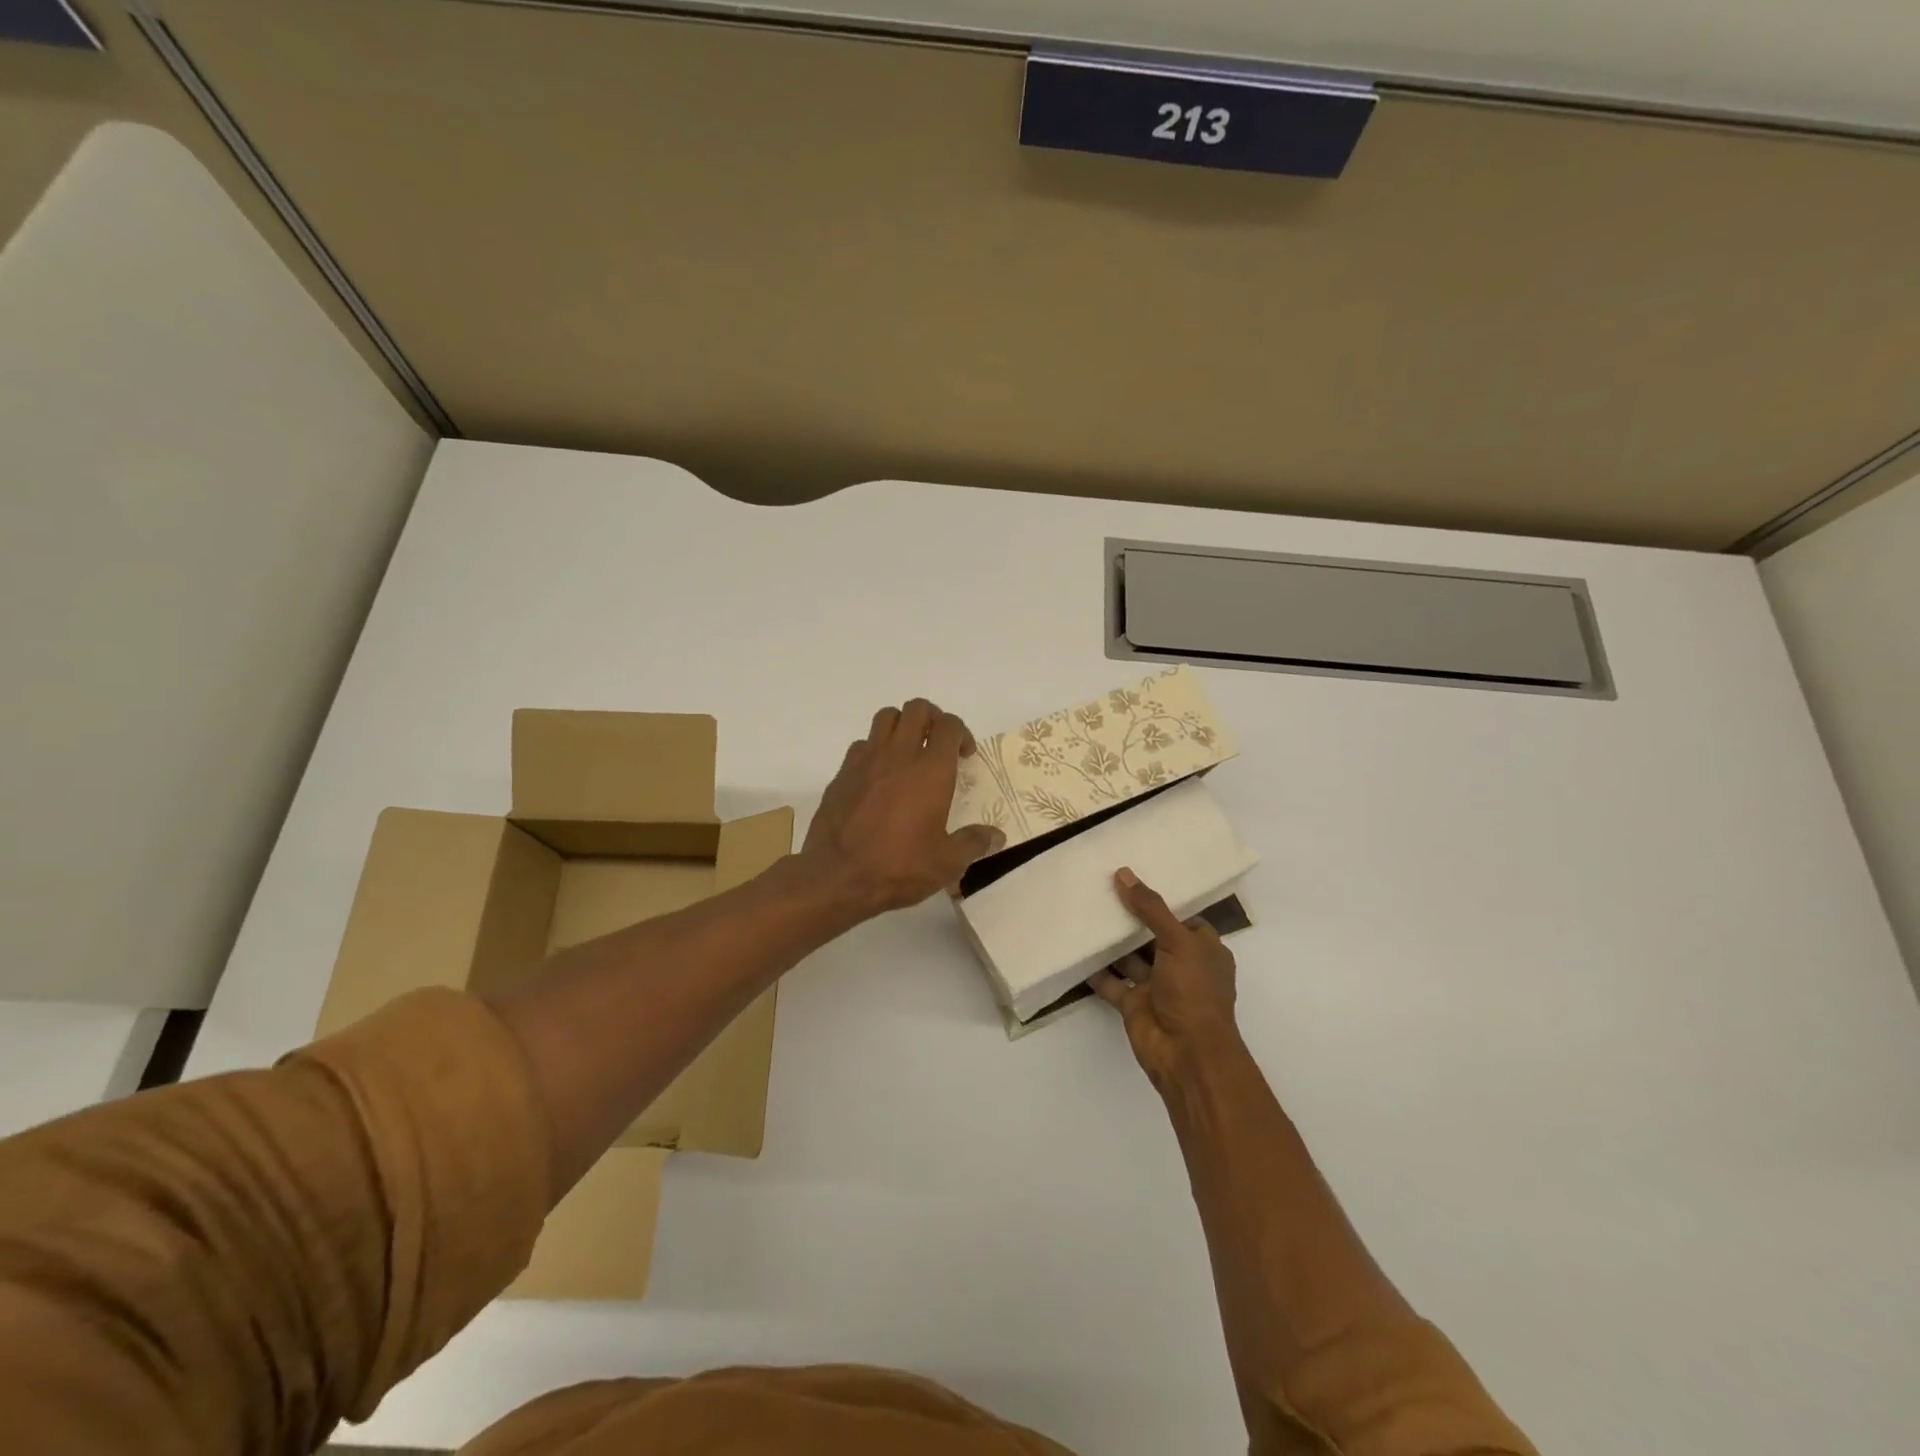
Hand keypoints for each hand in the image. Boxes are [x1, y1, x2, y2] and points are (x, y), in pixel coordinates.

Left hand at [800, 698, 1005, 917]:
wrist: (837, 876)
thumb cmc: (899, 867)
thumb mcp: (946, 863)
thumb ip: (973, 843)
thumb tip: (996, 836)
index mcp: (931, 770)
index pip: (949, 725)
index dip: (961, 733)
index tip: (964, 756)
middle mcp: (899, 754)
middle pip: (917, 708)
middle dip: (933, 718)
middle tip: (938, 744)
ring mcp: (866, 760)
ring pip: (886, 717)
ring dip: (902, 725)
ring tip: (909, 752)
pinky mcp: (842, 773)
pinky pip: (863, 744)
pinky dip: (875, 749)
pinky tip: (879, 777)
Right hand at [1088, 867, 1240, 1088]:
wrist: (1187, 1054)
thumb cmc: (1194, 991)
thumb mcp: (1178, 941)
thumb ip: (1150, 908)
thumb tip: (1124, 874)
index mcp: (1204, 950)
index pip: (1183, 918)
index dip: (1162, 900)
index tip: (1135, 879)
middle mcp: (1182, 966)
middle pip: (1153, 935)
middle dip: (1131, 918)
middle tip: (1102, 889)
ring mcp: (1157, 987)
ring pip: (1131, 958)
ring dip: (1112, 942)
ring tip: (1086, 912)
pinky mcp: (1135, 1005)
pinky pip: (1112, 983)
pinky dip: (1097, 971)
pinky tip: (1077, 950)